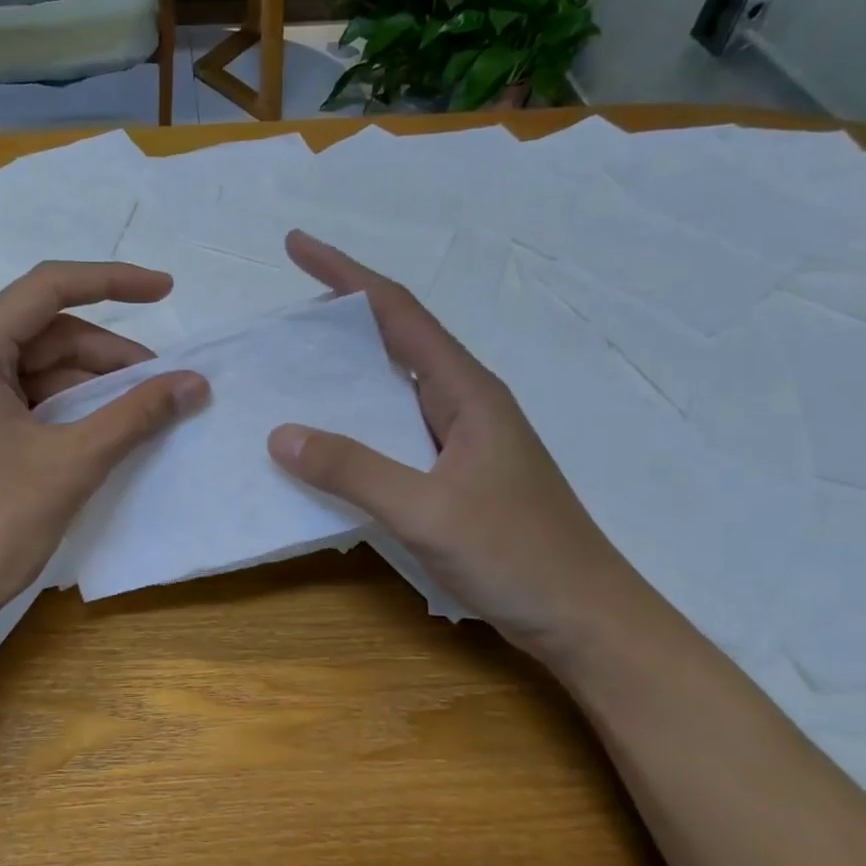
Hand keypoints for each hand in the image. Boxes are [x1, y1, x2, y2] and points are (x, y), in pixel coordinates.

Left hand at [0, 261, 207, 638]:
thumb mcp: (73, 463)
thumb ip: (136, 414)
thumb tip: (195, 383)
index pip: (47, 288)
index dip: (113, 282)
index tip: (167, 290)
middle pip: (43, 333)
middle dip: (107, 355)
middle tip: (162, 384)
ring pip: (35, 370)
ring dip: (89, 385)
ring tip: (141, 412)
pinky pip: (21, 401)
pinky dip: (64, 409)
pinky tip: (101, 431)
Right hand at [267, 231, 651, 659]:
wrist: (584, 619)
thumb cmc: (517, 556)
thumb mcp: (427, 511)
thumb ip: (353, 470)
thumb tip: (280, 433)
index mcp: (465, 391)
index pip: (397, 312)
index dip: (344, 274)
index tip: (296, 246)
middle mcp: (462, 403)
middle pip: (394, 339)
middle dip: (339, 317)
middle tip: (282, 315)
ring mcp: (460, 440)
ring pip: (391, 387)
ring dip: (344, 371)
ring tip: (291, 370)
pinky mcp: (453, 474)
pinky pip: (392, 431)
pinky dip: (354, 423)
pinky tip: (326, 441)